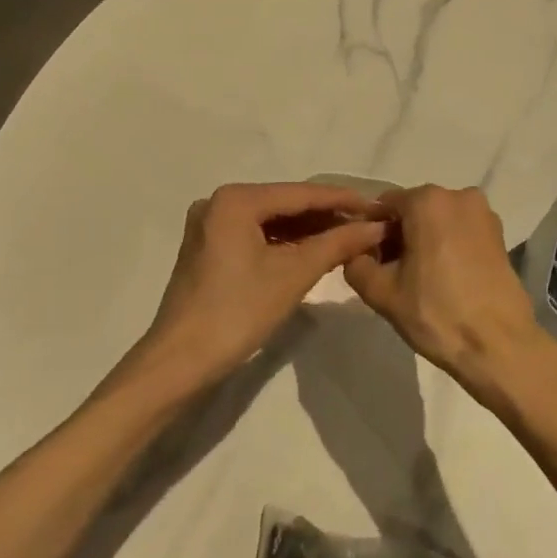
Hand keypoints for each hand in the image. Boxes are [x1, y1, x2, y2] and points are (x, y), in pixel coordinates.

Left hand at [135, 182, 387, 393]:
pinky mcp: (210, 249)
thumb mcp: (294, 274)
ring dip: (309, 231)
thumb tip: (376, 226)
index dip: (342, 200)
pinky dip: (286, 244)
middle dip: (327, 216)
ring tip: (349, 238)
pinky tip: (315, 251)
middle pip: (286, 204)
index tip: (377, 206)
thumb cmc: (238, 312)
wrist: (179, 363)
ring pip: (272, 221)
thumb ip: (337, 243)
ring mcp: (211, 226)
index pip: (301, 193)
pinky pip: (257, 236)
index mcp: (236, 200)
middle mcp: (219, 203)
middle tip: (367, 225)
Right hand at [343, 185, 556, 403]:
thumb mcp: (382, 293)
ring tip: (417, 280)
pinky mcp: (499, 234)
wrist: (498, 344)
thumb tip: (356, 254)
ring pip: (439, 220)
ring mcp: (483, 214)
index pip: (385, 205)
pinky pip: (461, 231)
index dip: (371, 231)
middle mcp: (458, 195)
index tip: (368, 260)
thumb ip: (356, 265)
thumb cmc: (437, 313)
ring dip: (423, 241)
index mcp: (428, 201)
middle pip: (414, 210)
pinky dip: (446, 245)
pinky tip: (443, 278)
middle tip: (390, 274)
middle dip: (398, 235)